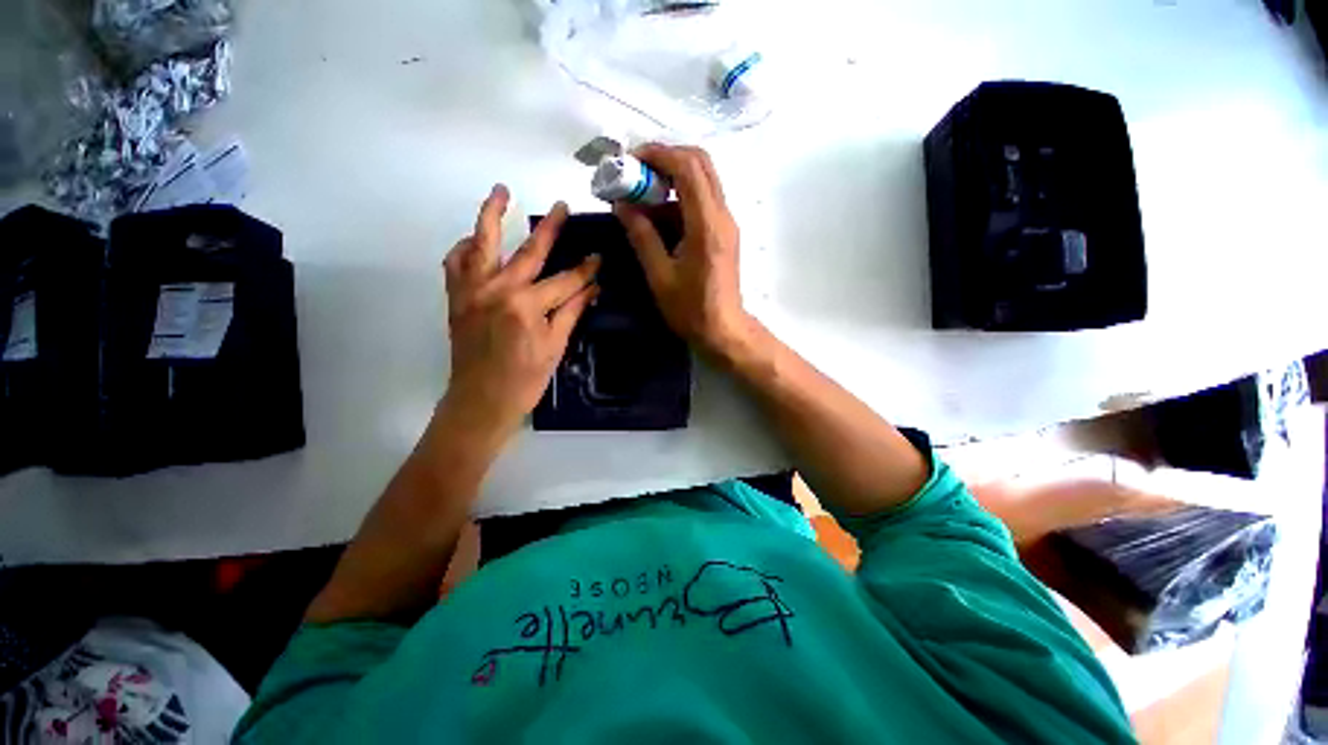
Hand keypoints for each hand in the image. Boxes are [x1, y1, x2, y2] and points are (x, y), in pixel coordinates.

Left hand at [442, 185, 599, 437]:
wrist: (481, 400)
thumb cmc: (525, 379)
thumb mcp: (555, 346)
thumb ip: (572, 311)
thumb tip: (593, 287)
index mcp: (527, 307)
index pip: (565, 281)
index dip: (586, 270)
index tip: (599, 256)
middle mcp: (498, 290)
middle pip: (529, 252)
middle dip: (550, 228)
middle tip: (562, 206)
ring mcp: (473, 290)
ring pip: (483, 242)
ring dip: (493, 215)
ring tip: (502, 191)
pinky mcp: (457, 297)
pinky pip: (456, 262)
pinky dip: (465, 247)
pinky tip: (475, 239)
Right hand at [614, 144, 750, 356]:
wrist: (723, 330)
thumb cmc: (691, 309)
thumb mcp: (659, 276)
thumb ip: (641, 236)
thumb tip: (622, 205)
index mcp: (706, 225)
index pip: (687, 168)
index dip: (658, 155)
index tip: (630, 161)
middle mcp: (722, 215)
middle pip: (700, 163)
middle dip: (666, 159)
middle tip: (637, 173)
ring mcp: (726, 223)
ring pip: (703, 180)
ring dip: (672, 179)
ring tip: (642, 197)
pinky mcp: (724, 232)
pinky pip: (703, 201)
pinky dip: (680, 199)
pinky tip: (658, 219)